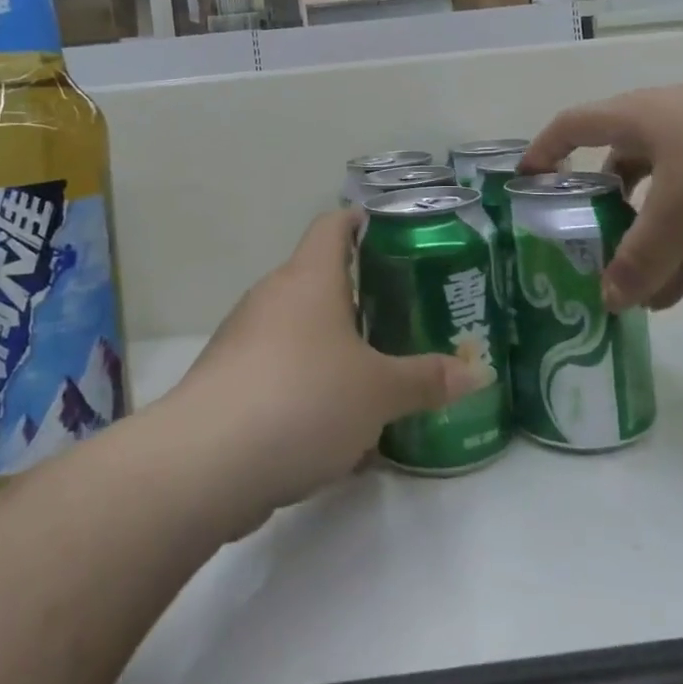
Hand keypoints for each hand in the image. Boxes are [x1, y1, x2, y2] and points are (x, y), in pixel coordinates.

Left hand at [163, 210, 491, 535]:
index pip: (333, 225)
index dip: (361, 221)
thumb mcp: (378, 392)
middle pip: (318, 279)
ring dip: (332, 348)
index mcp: (309, 278)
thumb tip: (477, 371)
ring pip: (298, 329)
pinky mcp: (227, 381)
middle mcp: (273, 296)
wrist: (206, 462)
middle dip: (357, 296)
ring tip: (374, 376)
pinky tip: (334, 431)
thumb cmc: (304, 399)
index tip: (391, 233)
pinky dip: (306, 387)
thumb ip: (426, 380)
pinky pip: (278, 371)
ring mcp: (243, 338)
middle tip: (401, 315)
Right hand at [522, 74, 682, 311]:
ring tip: (626, 292)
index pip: (575, 124)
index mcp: (642, 116)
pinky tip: (670, 298)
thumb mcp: (678, 210)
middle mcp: (672, 129)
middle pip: (622, 168)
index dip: (545, 148)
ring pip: (665, 204)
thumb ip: (639, 258)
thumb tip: (607, 300)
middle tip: (583, 247)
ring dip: (646, 246)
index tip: (525, 181)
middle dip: (602, 209)